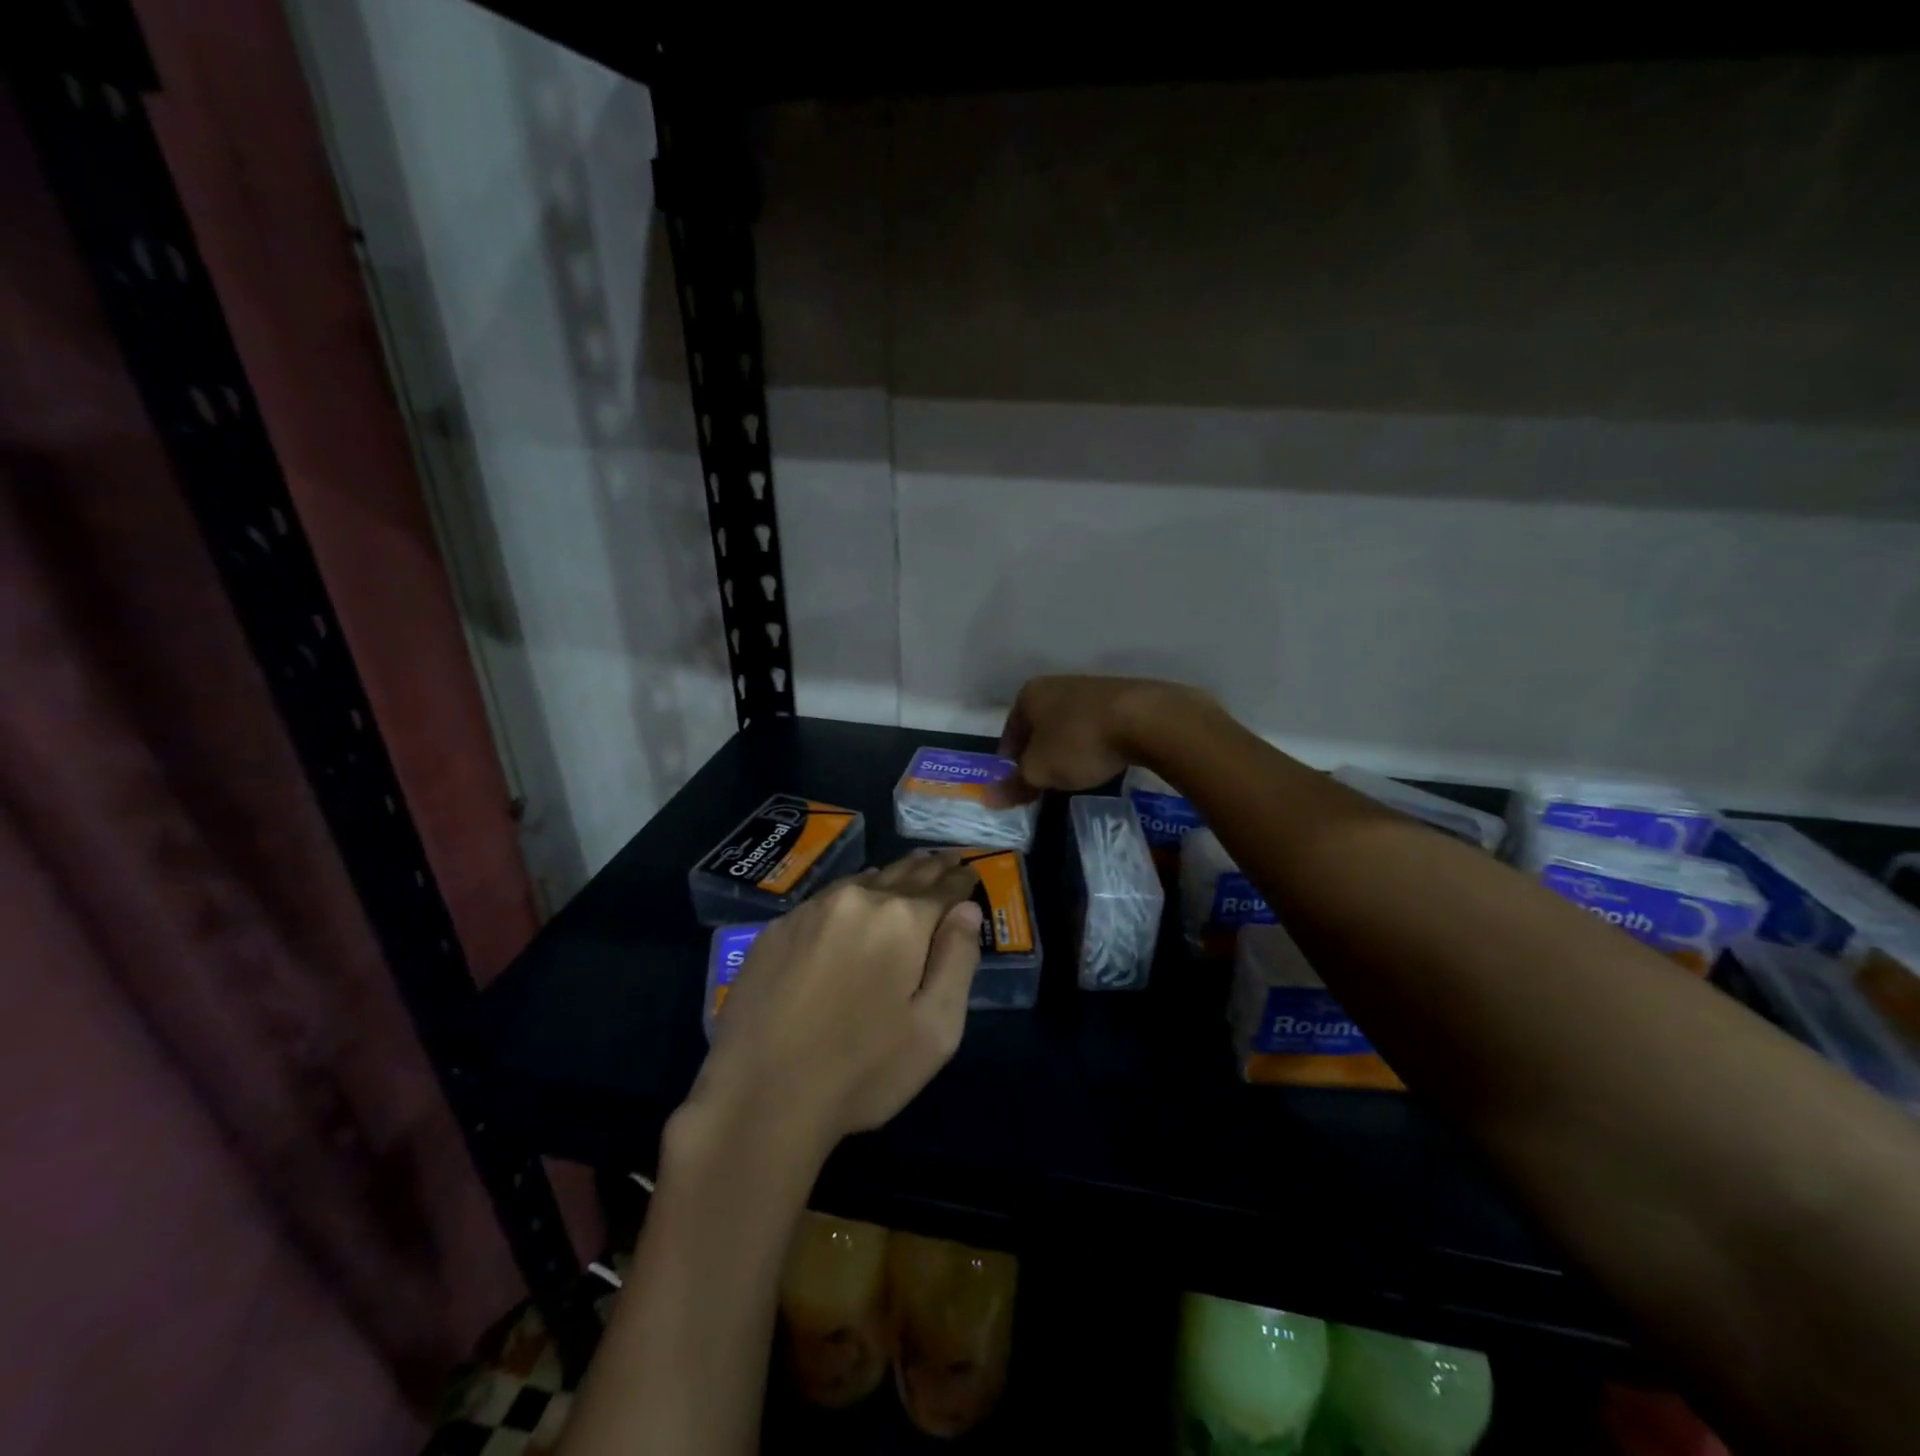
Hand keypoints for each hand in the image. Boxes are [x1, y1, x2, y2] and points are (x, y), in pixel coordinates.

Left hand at [685, 852, 983, 1164]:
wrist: (760, 1098)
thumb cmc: (862, 1071)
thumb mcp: (935, 1029)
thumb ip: (958, 960)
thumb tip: (967, 909)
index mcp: (902, 920)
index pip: (943, 889)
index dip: (960, 880)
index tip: (970, 870)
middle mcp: (857, 900)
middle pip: (902, 875)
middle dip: (929, 868)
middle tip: (945, 857)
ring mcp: (810, 911)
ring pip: (862, 882)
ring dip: (890, 877)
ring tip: (908, 868)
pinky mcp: (776, 930)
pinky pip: (826, 900)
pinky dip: (850, 895)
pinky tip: (854, 899)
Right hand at [996, 674, 1211, 802]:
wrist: (1146, 719)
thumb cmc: (1079, 742)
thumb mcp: (1040, 770)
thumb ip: (1015, 784)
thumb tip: (988, 798)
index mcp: (1029, 695)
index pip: (1009, 733)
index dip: (1010, 762)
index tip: (1019, 785)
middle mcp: (1056, 684)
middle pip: (1039, 727)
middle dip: (1040, 754)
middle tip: (1046, 782)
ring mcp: (1090, 687)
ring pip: (1068, 724)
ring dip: (1068, 748)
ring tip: (1076, 774)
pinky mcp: (1121, 696)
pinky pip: (1097, 725)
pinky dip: (1095, 742)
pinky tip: (1104, 759)